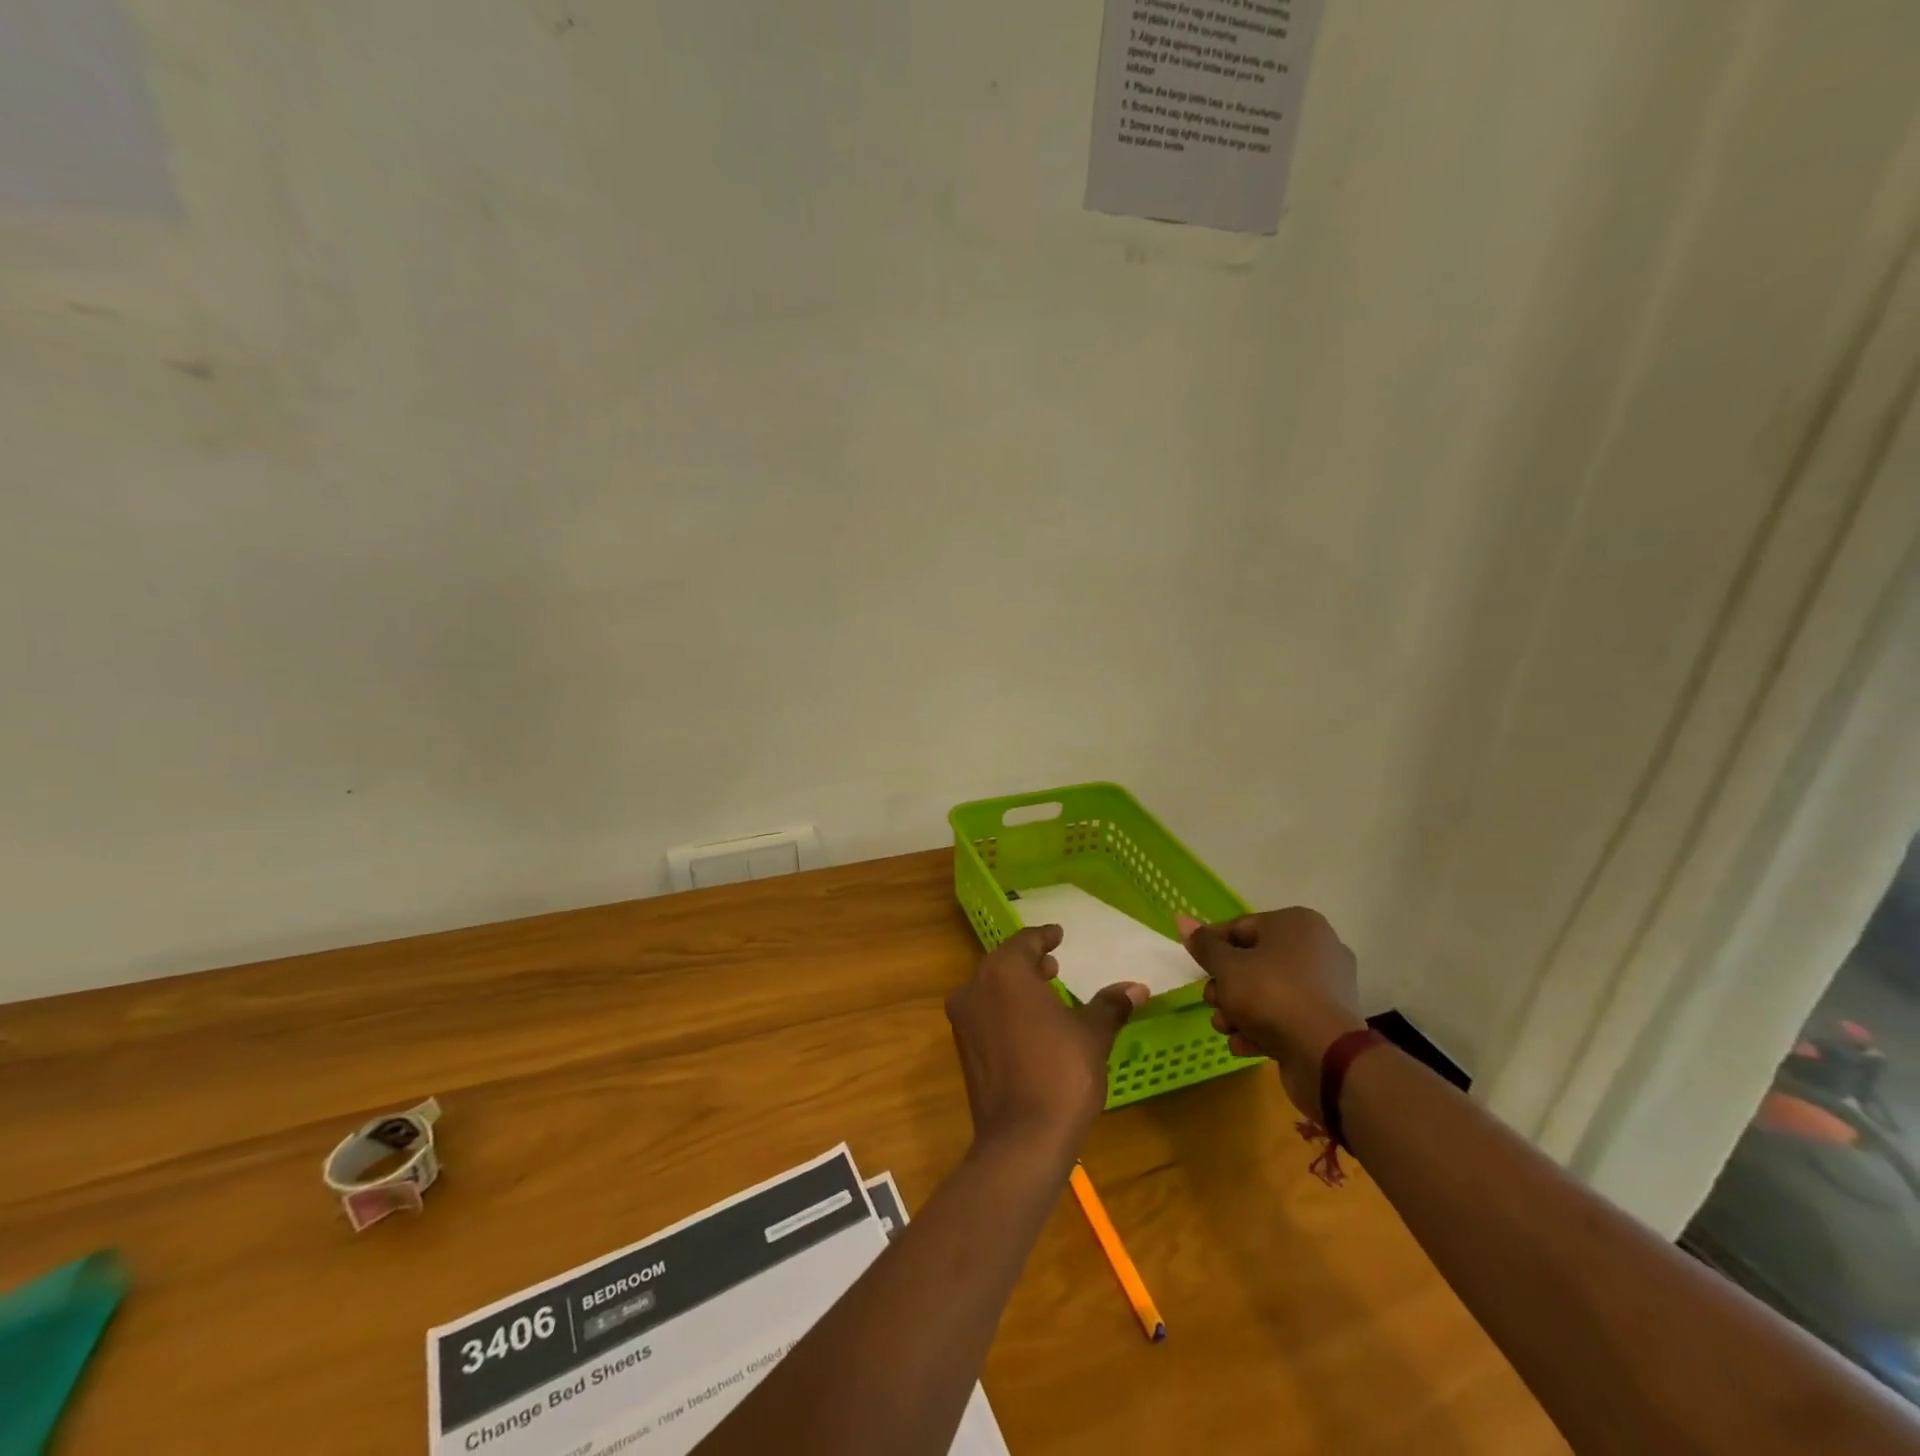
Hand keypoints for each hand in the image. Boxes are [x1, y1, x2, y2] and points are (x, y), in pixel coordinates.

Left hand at [945, 925, 1147, 1166]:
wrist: (1021, 1140)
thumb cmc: (1061, 1074)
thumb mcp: (1092, 1035)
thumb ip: (1109, 1005)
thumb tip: (1137, 987)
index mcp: (1004, 972)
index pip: (1025, 942)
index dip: (1044, 937)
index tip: (1058, 935)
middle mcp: (975, 988)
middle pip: (1004, 964)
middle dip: (1029, 962)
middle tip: (1054, 965)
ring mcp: (964, 1020)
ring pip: (991, 988)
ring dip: (1017, 986)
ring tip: (1046, 991)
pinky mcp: (963, 1049)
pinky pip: (985, 1014)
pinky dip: (1005, 1009)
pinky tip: (1030, 1025)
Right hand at [1178, 909, 1366, 1120]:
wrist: (1325, 1056)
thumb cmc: (1271, 995)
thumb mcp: (1227, 967)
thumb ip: (1204, 945)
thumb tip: (1181, 919)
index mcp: (1297, 924)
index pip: (1241, 927)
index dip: (1213, 947)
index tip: (1196, 967)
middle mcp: (1317, 949)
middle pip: (1254, 961)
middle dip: (1226, 986)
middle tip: (1211, 1002)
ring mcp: (1327, 987)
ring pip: (1268, 992)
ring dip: (1239, 1011)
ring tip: (1224, 1028)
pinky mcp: (1329, 1021)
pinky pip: (1287, 1015)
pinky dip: (1263, 1028)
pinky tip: (1243, 1045)